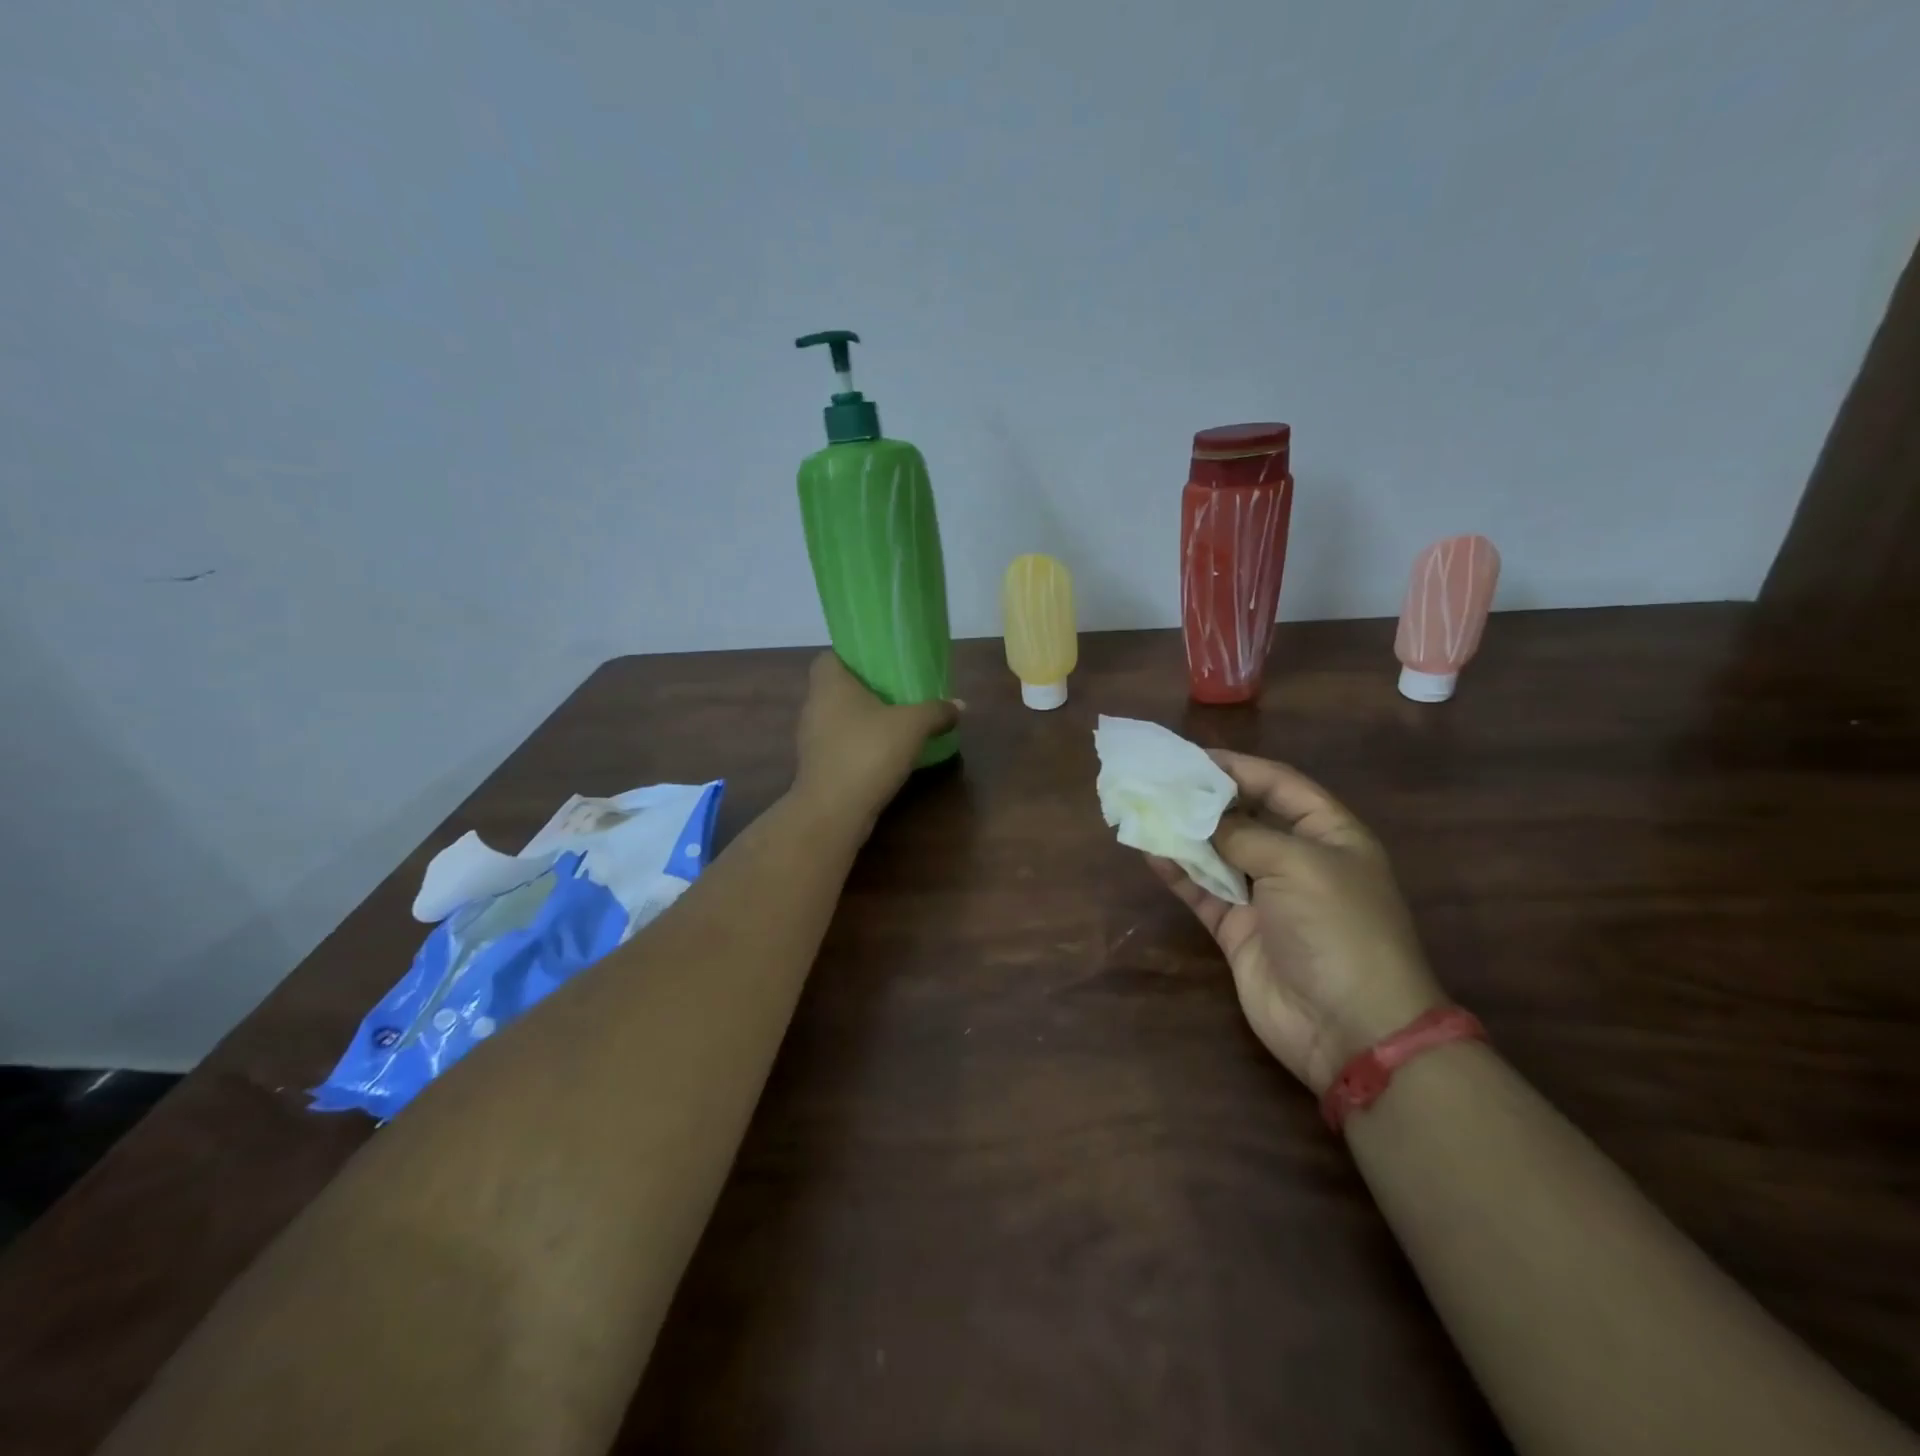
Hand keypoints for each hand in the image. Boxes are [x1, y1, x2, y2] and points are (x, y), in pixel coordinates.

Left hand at [792, 652, 959, 830]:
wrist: (834, 811)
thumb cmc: (868, 752)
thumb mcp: (913, 726)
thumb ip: (936, 711)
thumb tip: (960, 705)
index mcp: (829, 684)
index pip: (830, 656)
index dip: (852, 656)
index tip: (880, 663)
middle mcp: (814, 706)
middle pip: (836, 688)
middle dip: (864, 689)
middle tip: (897, 691)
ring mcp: (812, 738)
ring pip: (838, 718)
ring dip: (862, 720)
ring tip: (895, 721)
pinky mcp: (817, 766)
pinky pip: (840, 744)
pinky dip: (859, 745)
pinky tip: (884, 753)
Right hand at [1147, 752, 1444, 1093]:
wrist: (1350, 1027)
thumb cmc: (1338, 929)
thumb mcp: (1297, 865)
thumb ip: (1243, 834)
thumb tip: (1200, 814)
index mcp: (1330, 835)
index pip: (1280, 785)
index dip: (1239, 767)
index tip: (1192, 756)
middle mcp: (1298, 860)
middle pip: (1245, 817)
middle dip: (1204, 799)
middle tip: (1158, 780)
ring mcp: (1267, 897)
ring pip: (1218, 853)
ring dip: (1185, 833)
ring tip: (1145, 809)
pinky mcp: (1239, 930)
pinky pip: (1204, 891)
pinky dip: (1179, 872)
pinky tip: (1151, 851)